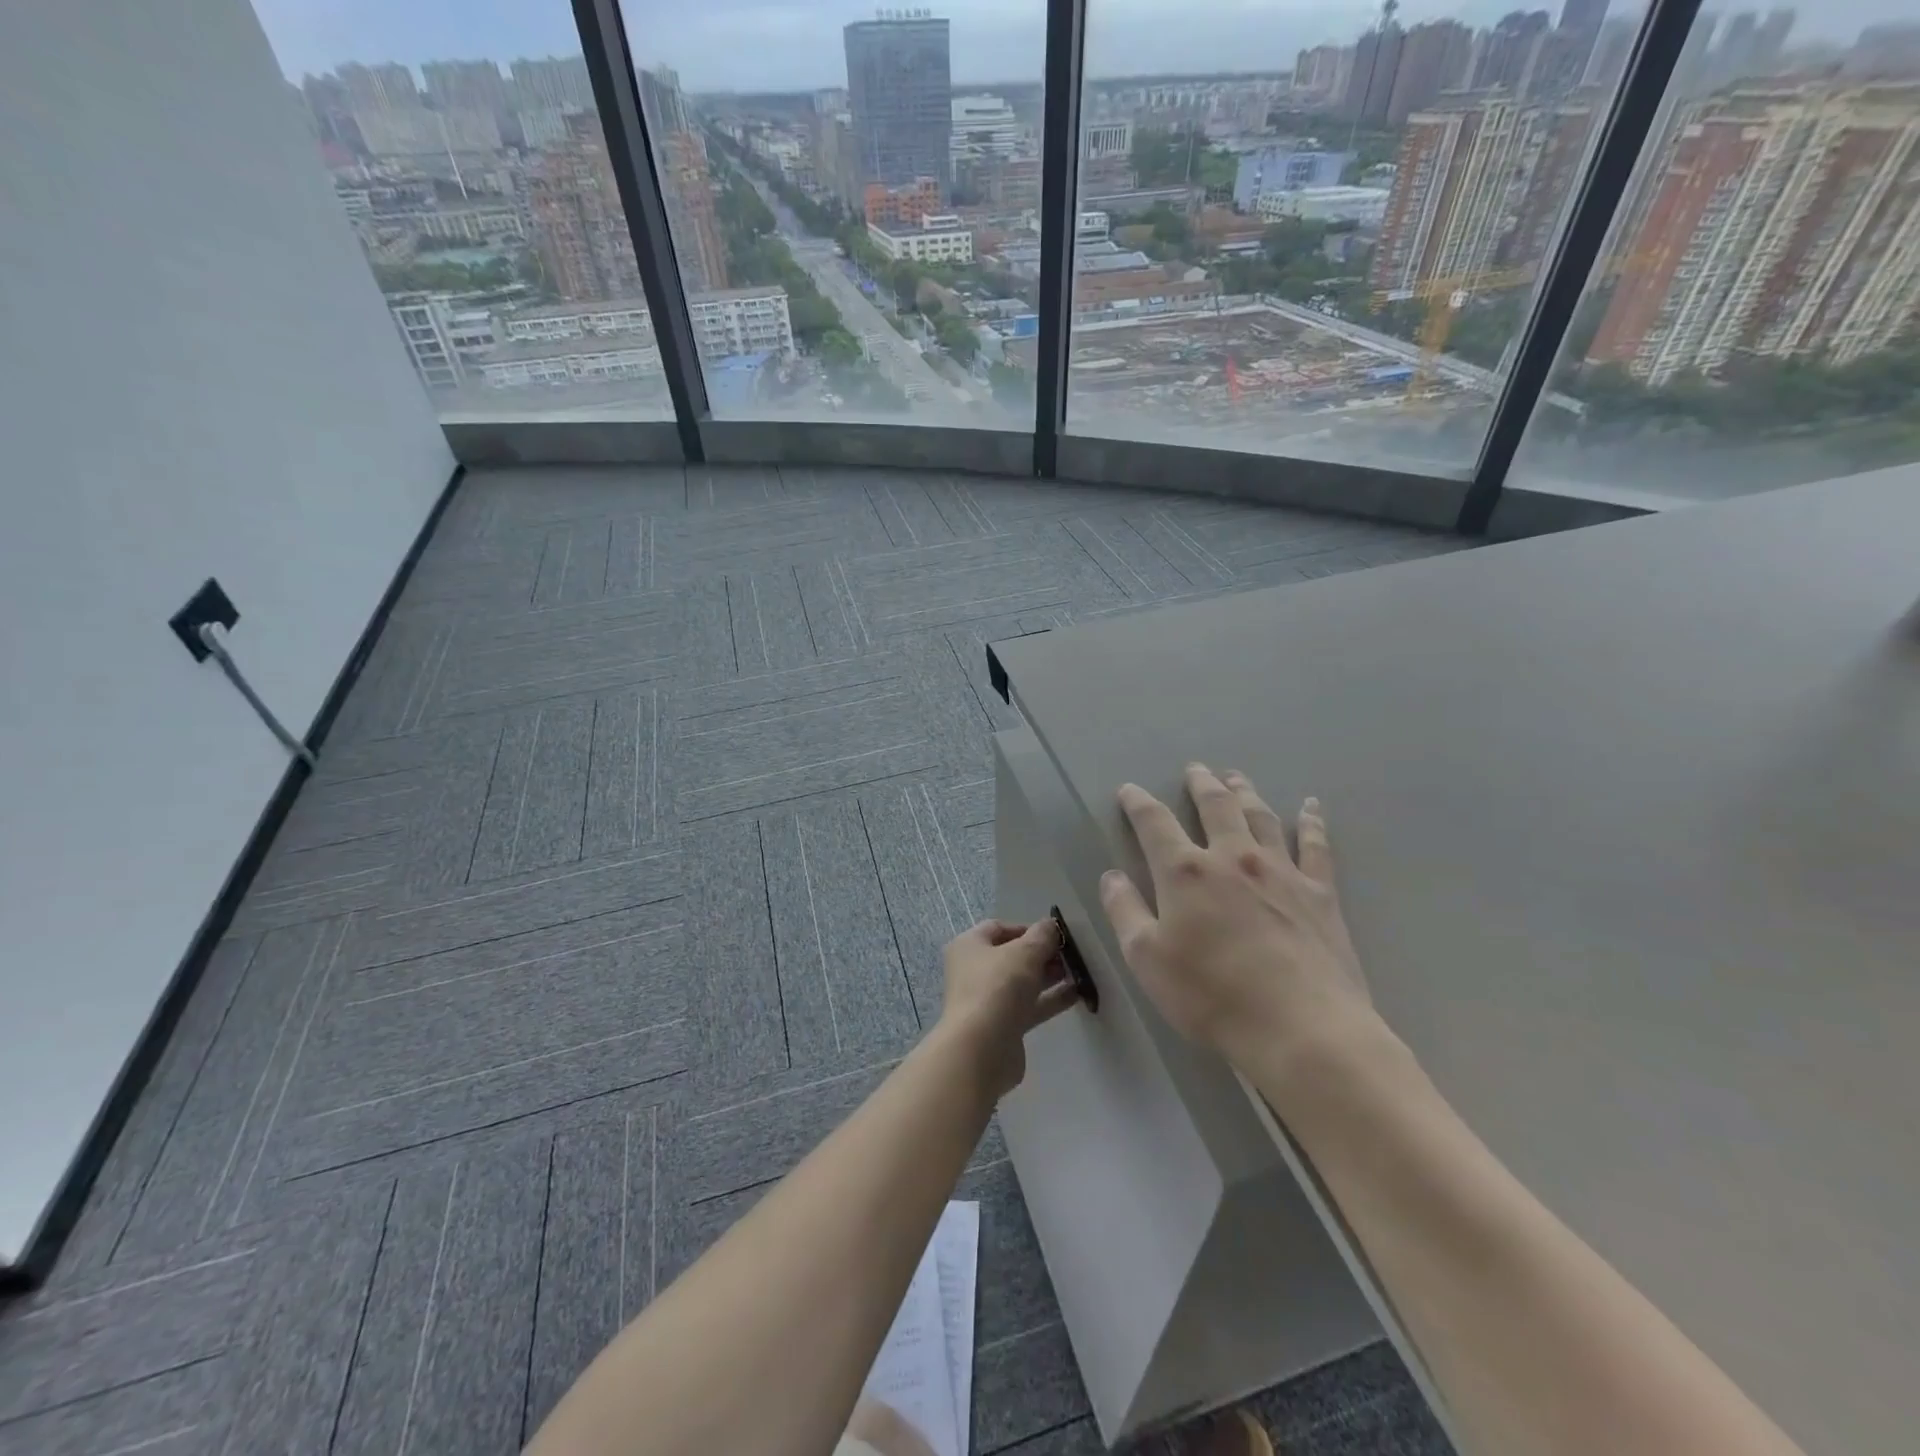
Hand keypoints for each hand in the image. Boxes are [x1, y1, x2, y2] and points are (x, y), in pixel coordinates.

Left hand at [935, 919, 1080, 1099]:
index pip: (999, 928)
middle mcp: (974, 970)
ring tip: (1078, 973)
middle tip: (1070, 956)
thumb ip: (1042, 936)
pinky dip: (1050, 999)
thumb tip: (1051, 925)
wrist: (981, 1050)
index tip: (1055, 936)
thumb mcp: (1024, 953)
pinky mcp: (1002, 1026)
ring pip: (1022, 982)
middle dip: (1042, 954)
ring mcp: (988, 1000)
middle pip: (1012, 955)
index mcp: (969, 946)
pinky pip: (1029, 1006)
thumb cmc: (997, 988)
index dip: (1028, 928)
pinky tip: (1076, 995)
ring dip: (1049, 977)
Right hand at [1098, 764, 1375, 1070]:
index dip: (1138, 802)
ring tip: (1236, 778)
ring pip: (1260, 817)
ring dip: (1245, 793)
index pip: (1154, 823)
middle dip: (1200, 785)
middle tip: (1195, 769)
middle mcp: (1232, 857)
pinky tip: (1312, 806)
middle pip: (1215, 806)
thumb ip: (1124, 911)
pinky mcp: (1319, 892)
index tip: (1129, 790)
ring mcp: (1280, 871)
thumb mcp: (1146, 959)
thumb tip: (1112, 876)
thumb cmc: (1211, 996)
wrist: (1301, 1028)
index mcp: (1185, 872)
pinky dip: (1312, 822)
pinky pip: (1316, 846)